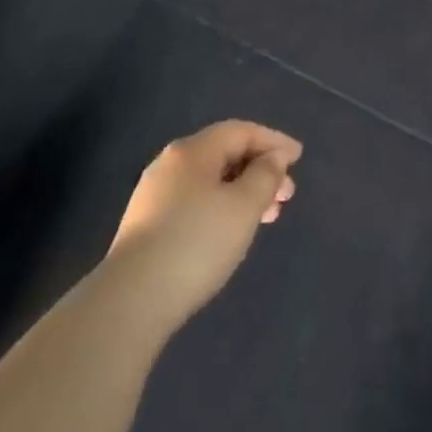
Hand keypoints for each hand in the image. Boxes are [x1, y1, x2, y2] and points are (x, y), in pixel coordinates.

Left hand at [104, 121, 301, 337]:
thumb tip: (272, 157)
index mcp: (192, 150)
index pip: (240, 131)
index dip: (273, 140)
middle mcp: (170, 163)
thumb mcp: (243, 206)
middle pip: (224, 153)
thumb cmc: (196, 243)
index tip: (299, 157)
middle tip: (287, 194)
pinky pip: (196, 200)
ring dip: (243, 190)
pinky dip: (222, 206)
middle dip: (260, 168)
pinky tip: (232, 230)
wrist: (132, 300)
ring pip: (210, 180)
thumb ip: (265, 175)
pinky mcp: (148, 224)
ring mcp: (155, 194)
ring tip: (267, 215)